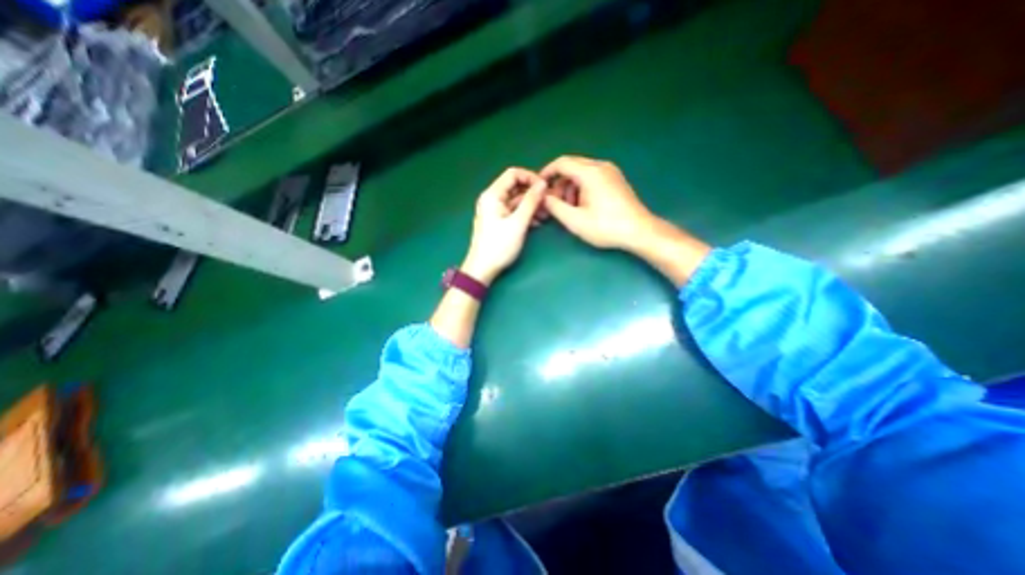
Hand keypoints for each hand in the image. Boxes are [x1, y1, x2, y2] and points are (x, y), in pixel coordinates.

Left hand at [461, 167, 548, 282]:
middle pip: (515, 187)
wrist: (482, 269)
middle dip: (533, 193)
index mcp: (492, 195)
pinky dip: (525, 214)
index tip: (545, 188)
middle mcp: (492, 199)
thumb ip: (531, 202)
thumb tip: (543, 184)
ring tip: (546, 214)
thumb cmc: (499, 246)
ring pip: (516, 201)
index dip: (531, 177)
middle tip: (549, 202)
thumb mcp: (518, 223)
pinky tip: (537, 222)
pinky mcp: (498, 221)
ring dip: (531, 205)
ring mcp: (494, 211)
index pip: (513, 174)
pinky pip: (513, 211)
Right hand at [540, 154, 660, 251]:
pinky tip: (583, 205)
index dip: (547, 173)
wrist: (639, 231)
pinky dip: (582, 187)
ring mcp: (611, 171)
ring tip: (569, 208)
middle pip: (572, 166)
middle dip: (559, 183)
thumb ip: (555, 207)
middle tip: (554, 202)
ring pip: (582, 172)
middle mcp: (601, 166)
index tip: (538, 186)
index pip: (562, 163)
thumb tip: (543, 197)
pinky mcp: (616, 179)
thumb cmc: (606, 227)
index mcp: (590, 173)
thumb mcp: (575, 220)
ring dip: (570, 187)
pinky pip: (592, 177)